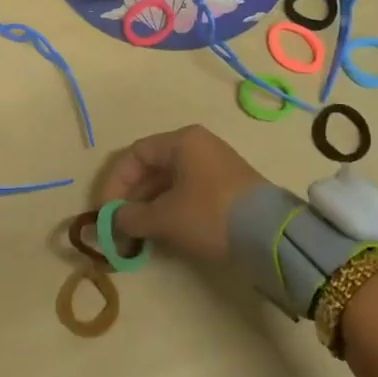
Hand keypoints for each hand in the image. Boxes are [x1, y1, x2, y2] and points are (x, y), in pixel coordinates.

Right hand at [95, 125, 265, 260]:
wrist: (271, 235)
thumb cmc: (210, 214)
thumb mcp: (166, 217)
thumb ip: (133, 217)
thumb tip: (114, 221)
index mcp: (182, 141)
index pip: (135, 155)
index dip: (115, 183)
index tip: (105, 212)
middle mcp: (198, 146)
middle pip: (152, 167)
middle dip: (131, 197)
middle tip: (119, 226)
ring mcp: (214, 166)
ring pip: (169, 182)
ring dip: (149, 206)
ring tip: (137, 233)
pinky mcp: (226, 188)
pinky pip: (186, 192)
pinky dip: (169, 209)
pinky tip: (162, 231)